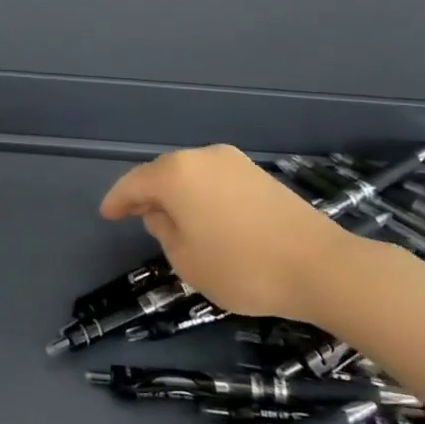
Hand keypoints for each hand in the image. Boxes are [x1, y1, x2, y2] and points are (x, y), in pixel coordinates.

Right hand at [99, 145, 356, 322]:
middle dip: (148, 194)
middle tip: (137, 217)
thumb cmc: (241, 267)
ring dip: (177, 194)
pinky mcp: (258, 174)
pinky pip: (215, 180)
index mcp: (176, 174)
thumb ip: (164, 231)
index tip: (106, 214)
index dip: (117, 200)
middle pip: (163, 172)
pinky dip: (202, 195)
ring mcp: (233, 162)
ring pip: (191, 174)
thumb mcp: (186, 260)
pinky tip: (205, 217)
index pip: (134, 183)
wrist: (318, 265)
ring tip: (172, 220)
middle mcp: (201, 157)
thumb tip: (162, 213)